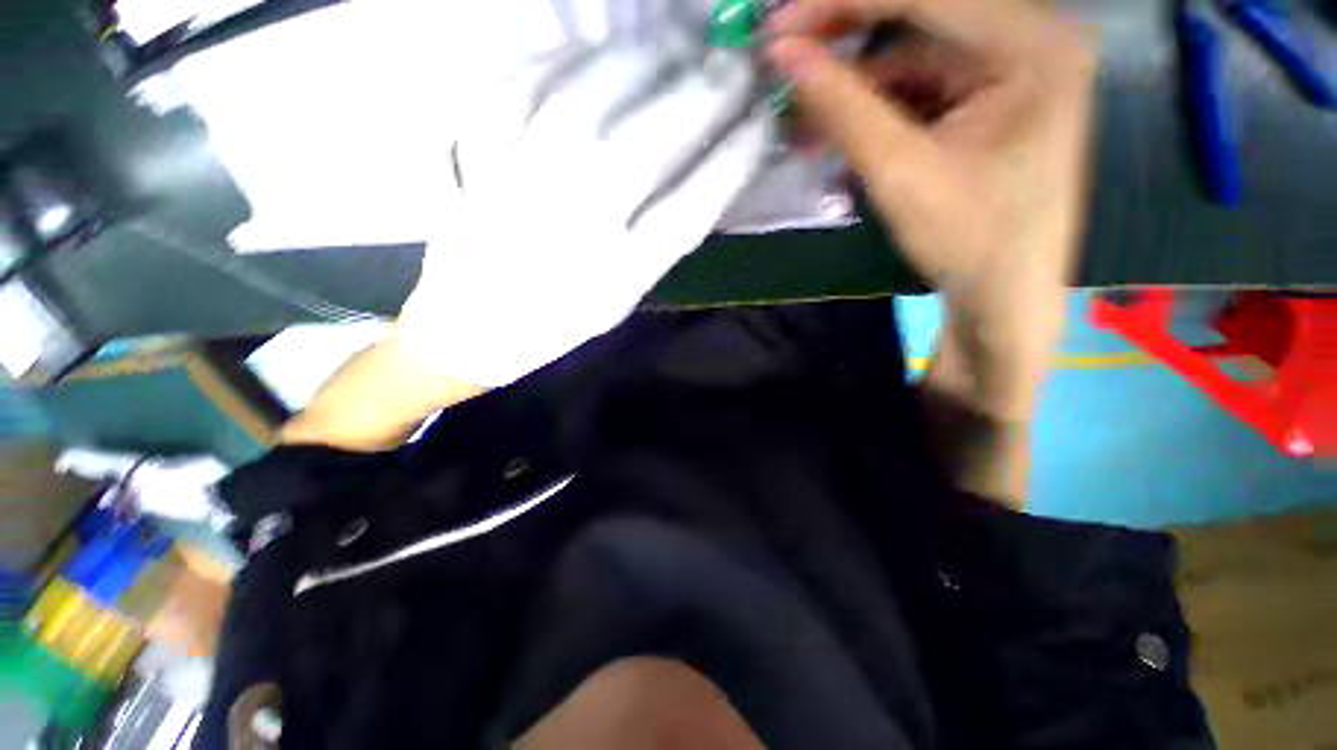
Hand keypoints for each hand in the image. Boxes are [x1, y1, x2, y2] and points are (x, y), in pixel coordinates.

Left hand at [397, 41, 771, 386]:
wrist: (473, 328)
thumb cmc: (559, 320)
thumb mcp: (623, 297)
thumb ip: (661, 241)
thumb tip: (709, 167)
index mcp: (614, 278)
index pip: (691, 208)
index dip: (736, 156)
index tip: (764, 119)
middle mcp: (569, 233)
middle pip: (643, 147)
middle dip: (703, 94)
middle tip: (735, 61)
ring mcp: (513, 189)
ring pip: (580, 105)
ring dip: (639, 62)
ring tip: (675, 44)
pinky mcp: (470, 160)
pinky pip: (514, 91)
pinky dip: (559, 61)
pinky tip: (593, 53)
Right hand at [765, 0, 1094, 416]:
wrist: (1002, 295)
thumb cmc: (966, 241)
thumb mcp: (899, 172)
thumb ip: (843, 107)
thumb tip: (784, 54)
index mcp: (1032, 46)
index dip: (841, 4)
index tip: (776, 26)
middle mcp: (1029, 41)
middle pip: (918, 19)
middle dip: (843, 46)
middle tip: (782, 66)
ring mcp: (1009, 70)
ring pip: (910, 58)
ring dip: (850, 91)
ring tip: (800, 127)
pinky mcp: (987, 101)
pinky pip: (917, 89)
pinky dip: (871, 111)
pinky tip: (832, 137)